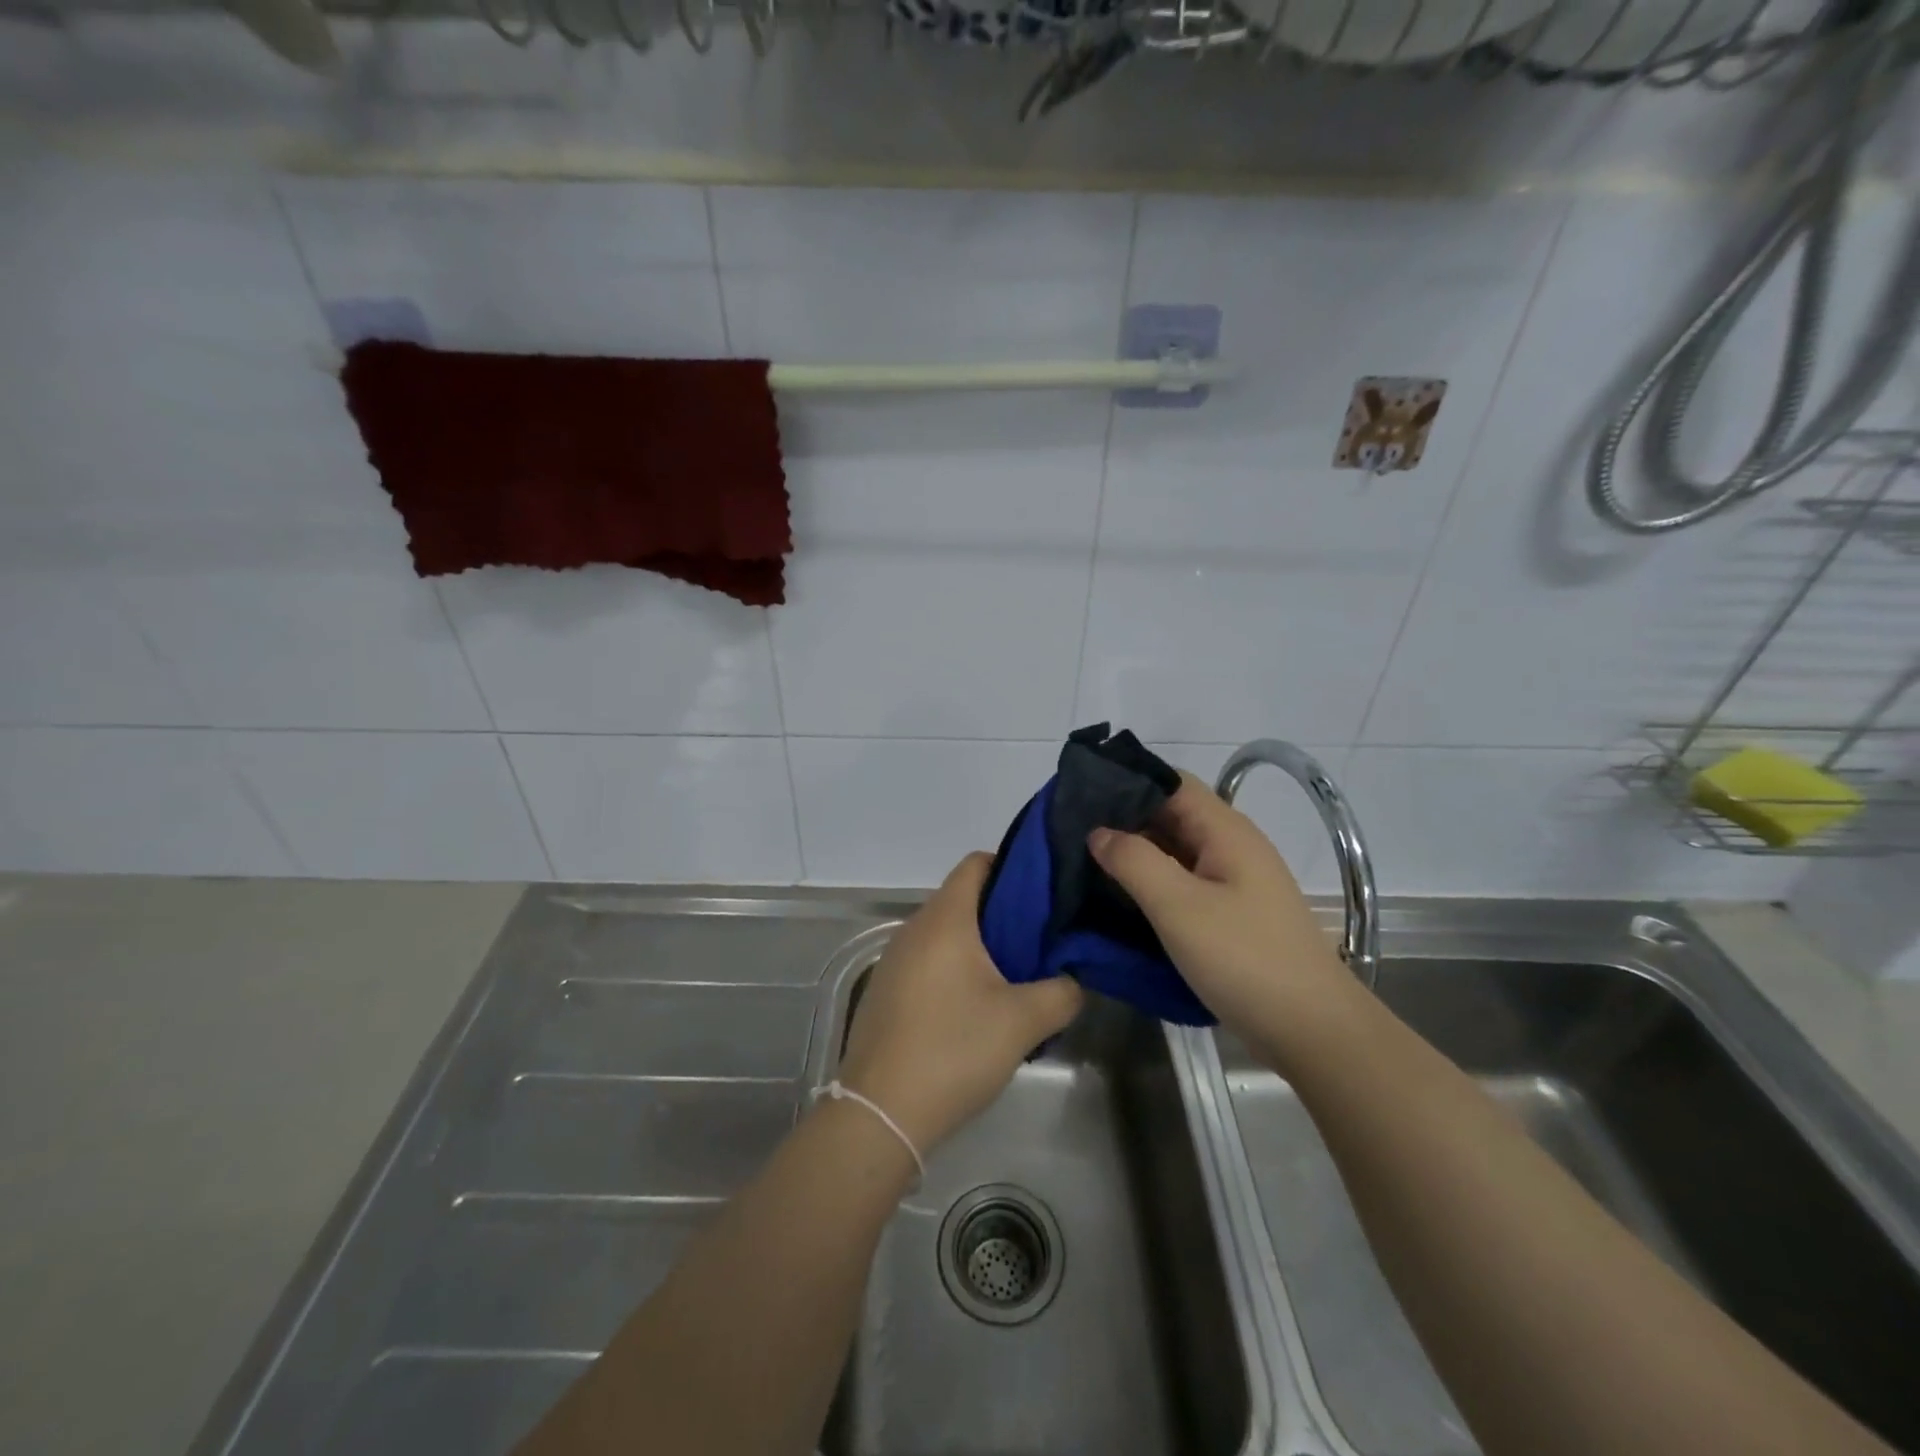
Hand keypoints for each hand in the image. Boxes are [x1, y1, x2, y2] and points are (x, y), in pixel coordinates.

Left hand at [837, 853, 1084, 1152]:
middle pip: (963, 899)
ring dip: (981, 947)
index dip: (1013, 868)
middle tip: (1042, 941)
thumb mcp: (1023, 1022)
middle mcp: (913, 928)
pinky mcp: (886, 990)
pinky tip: (976, 1008)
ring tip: (1016, 977)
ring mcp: (894, 960)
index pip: (977, 863)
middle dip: (1004, 914)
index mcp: (944, 919)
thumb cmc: (953, 1050)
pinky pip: (929, 961)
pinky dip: (955, 970)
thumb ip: (1062, 993)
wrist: (881, 1114)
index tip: (1045, 894)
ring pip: (946, 934)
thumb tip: (1073, 981)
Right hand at [1088, 772, 1355, 1046]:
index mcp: (1225, 831)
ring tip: (1084, 865)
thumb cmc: (1244, 959)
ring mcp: (1233, 882)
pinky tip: (1120, 899)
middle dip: (1123, 820)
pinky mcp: (1231, 914)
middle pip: (1171, 815)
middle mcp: (1231, 846)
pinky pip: (1183, 884)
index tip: (1080, 797)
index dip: (1127, 782)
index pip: (1170, 782)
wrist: (1312, 1030)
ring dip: (1134, 855)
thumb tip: (1098, 833)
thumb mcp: (1179, 907)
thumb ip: (1134, 861)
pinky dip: (1151, 884)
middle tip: (1070, 835)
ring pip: (1174, 852)